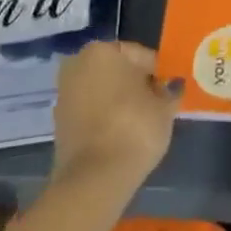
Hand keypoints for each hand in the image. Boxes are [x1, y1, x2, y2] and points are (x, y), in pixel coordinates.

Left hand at [51, 41, 179, 197]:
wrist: (94, 180)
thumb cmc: (134, 129)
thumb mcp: (165, 107)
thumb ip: (169, 91)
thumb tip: (171, 87)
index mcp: (103, 50)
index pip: (140, 55)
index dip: (158, 73)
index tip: (168, 91)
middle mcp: (78, 64)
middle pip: (117, 70)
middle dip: (134, 84)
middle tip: (155, 105)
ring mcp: (65, 94)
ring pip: (101, 91)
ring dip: (118, 102)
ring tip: (139, 123)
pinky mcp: (59, 123)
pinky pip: (90, 112)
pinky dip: (104, 118)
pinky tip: (121, 135)